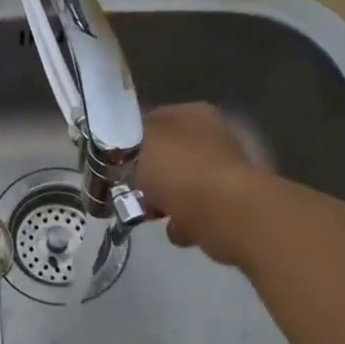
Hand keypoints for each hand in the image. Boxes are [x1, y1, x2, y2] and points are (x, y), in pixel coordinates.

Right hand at [137, 103, 268, 266]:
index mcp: (192, 114)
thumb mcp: (139, 142)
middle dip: (147, 176)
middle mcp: (213, 137)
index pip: (153, 119)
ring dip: (165, 202)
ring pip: (181, 186)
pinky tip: (177, 229)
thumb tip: (124, 141)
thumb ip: (126, 138)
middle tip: (128, 190)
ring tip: (150, 214)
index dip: (130, 139)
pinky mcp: (231, 205)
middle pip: (167, 155)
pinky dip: (185, 223)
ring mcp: (224, 172)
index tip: (113, 161)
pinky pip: (196, 213)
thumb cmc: (179, 170)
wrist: (227, 213)